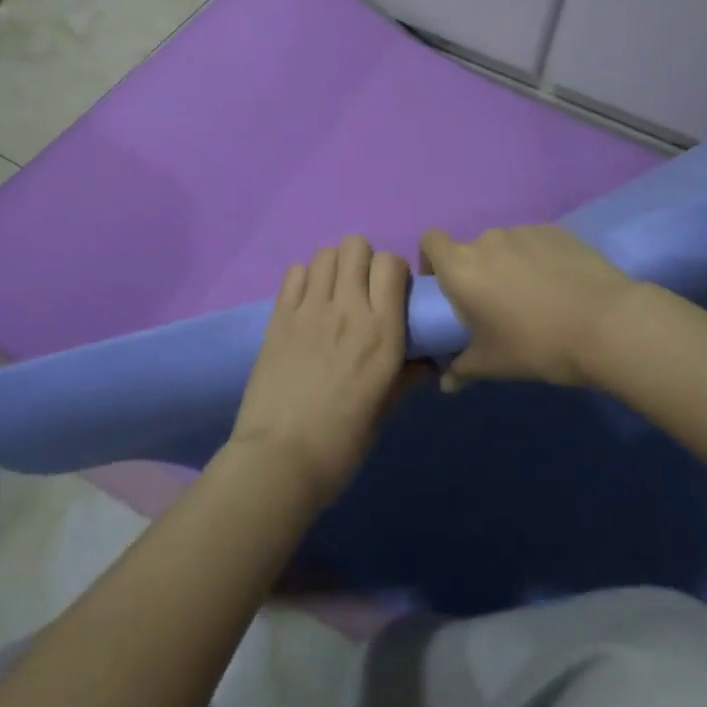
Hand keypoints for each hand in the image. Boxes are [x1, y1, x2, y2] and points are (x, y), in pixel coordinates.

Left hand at [227, 236, 413, 506]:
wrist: (279, 461)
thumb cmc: (341, 444)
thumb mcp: (385, 410)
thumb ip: (407, 376)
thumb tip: (427, 361)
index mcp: (382, 332)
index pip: (391, 264)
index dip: (394, 272)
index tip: (392, 294)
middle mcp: (348, 309)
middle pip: (356, 246)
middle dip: (363, 261)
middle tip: (361, 291)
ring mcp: (309, 309)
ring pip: (325, 253)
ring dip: (334, 266)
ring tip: (333, 294)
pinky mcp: (279, 317)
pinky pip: (294, 273)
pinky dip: (304, 279)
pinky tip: (306, 304)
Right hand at [419, 225, 637, 389]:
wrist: (607, 325)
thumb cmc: (537, 345)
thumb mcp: (493, 364)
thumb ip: (461, 369)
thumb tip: (445, 383)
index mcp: (461, 268)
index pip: (430, 242)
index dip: (432, 260)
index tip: (445, 287)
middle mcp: (487, 241)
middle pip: (470, 249)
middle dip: (477, 272)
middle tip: (495, 306)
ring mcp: (524, 232)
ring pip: (505, 247)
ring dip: (508, 266)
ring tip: (533, 298)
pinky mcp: (556, 231)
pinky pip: (535, 243)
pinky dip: (538, 260)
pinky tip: (560, 287)